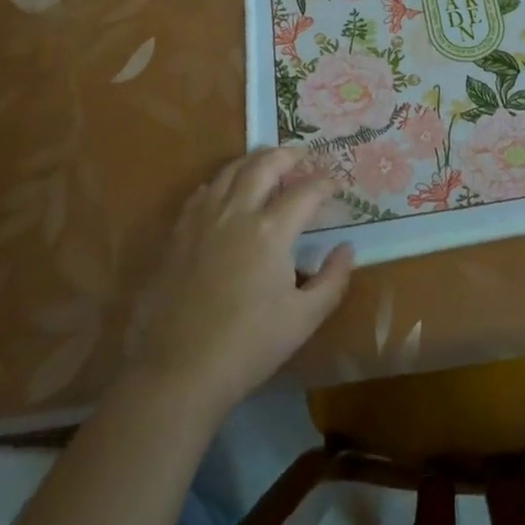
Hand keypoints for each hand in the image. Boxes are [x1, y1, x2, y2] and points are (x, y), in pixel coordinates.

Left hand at [125, 148, 353, 418]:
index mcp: (271, 230)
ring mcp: (203, 220)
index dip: (325, 183)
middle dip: (287, 155)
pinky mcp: (178, 234)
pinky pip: (202, 192)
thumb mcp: (305, 319)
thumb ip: (333, 279)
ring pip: (229, 171)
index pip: (306, 191)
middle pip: (264, 165)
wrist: (180, 369)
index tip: (335, 184)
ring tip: (266, 162)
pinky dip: (220, 183)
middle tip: (302, 156)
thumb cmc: (250, 346)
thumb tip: (347, 248)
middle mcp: (237, 212)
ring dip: (253, 161)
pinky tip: (224, 192)